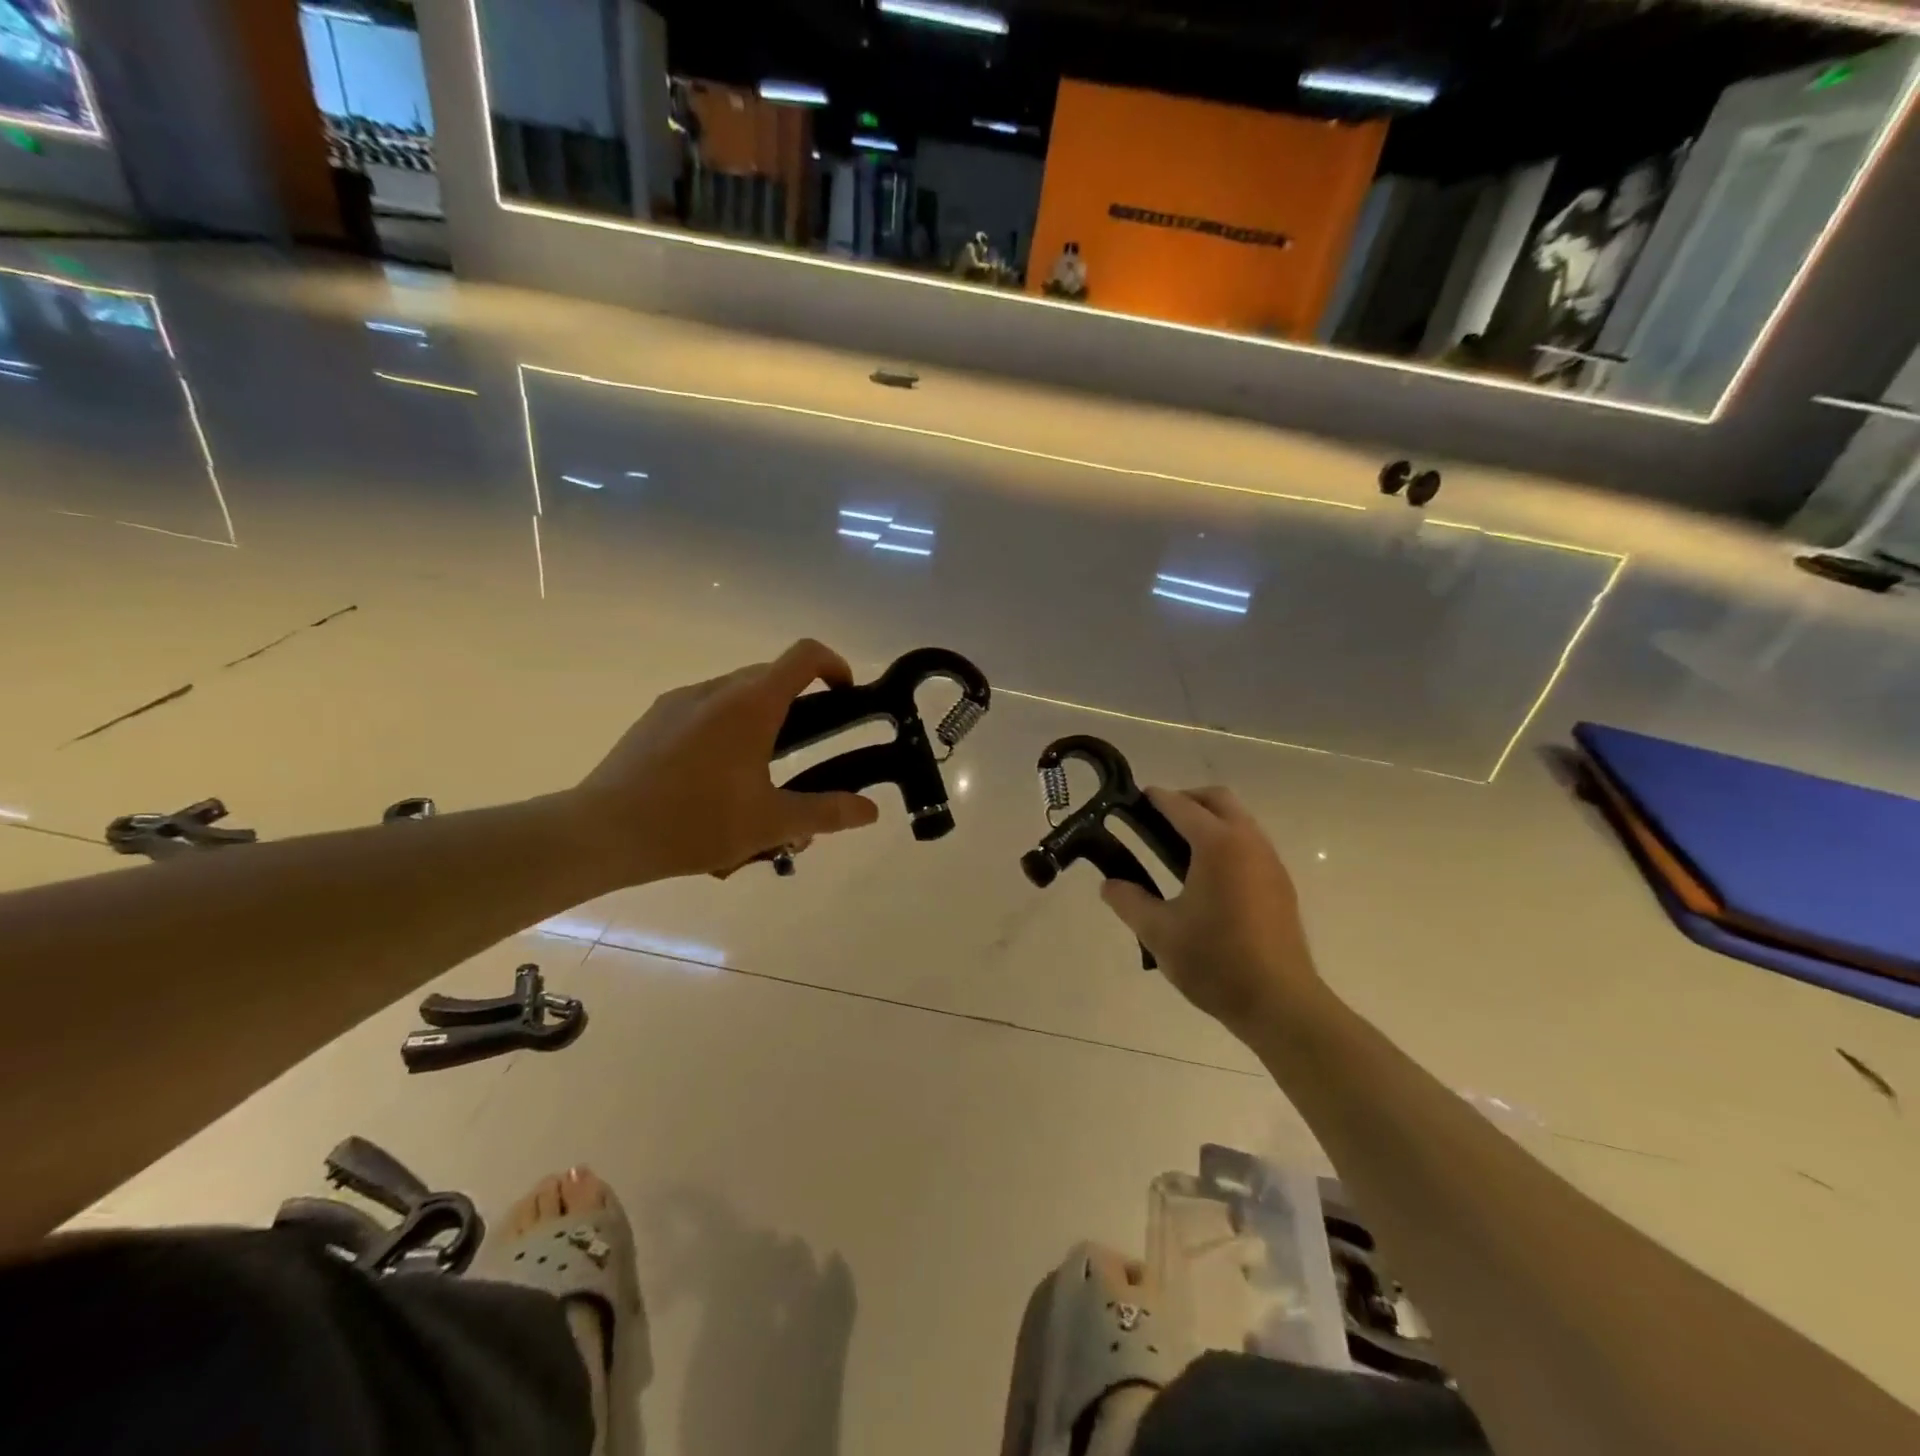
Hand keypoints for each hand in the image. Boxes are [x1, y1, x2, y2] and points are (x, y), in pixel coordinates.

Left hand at [570, 640, 879, 883]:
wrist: (600, 832)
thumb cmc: (693, 822)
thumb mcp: (769, 824)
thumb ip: (826, 813)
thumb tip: (870, 810)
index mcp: (750, 704)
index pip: (804, 655)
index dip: (834, 665)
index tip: (847, 696)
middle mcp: (716, 690)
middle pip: (771, 677)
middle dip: (798, 707)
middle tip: (806, 758)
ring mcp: (679, 701)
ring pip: (736, 695)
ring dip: (759, 722)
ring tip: (757, 779)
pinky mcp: (653, 719)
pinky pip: (704, 710)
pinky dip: (725, 730)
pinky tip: (714, 781)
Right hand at [1099, 787, 1324, 1039]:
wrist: (1279, 1002)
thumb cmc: (1215, 961)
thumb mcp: (1158, 932)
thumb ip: (1129, 901)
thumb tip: (1109, 884)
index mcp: (1217, 845)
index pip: (1181, 806)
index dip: (1155, 799)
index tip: (1131, 799)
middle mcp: (1248, 842)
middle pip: (1217, 800)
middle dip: (1186, 800)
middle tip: (1156, 820)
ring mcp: (1270, 862)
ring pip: (1239, 820)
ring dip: (1209, 820)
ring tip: (1177, 847)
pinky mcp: (1280, 884)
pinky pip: (1250, 843)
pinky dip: (1226, 841)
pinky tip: (1207, 875)